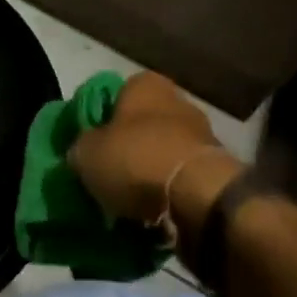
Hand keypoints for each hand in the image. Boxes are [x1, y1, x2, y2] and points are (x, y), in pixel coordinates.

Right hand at [69, 72, 241, 238]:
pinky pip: (180, 179)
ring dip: (148, 173)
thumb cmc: (136, 159)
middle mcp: (176, 100)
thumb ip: (81, 147)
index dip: (99, 120)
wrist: (198, 197)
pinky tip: (151, 213)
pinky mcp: (215, 169)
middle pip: (141, 125)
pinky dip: (167, 193)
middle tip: (106, 175)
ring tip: (127, 202)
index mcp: (144, 84)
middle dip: (126, 148)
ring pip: (162, 152)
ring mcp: (200, 134)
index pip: (115, 95)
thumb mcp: (86, 153)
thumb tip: (82, 153)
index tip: (89, 146)